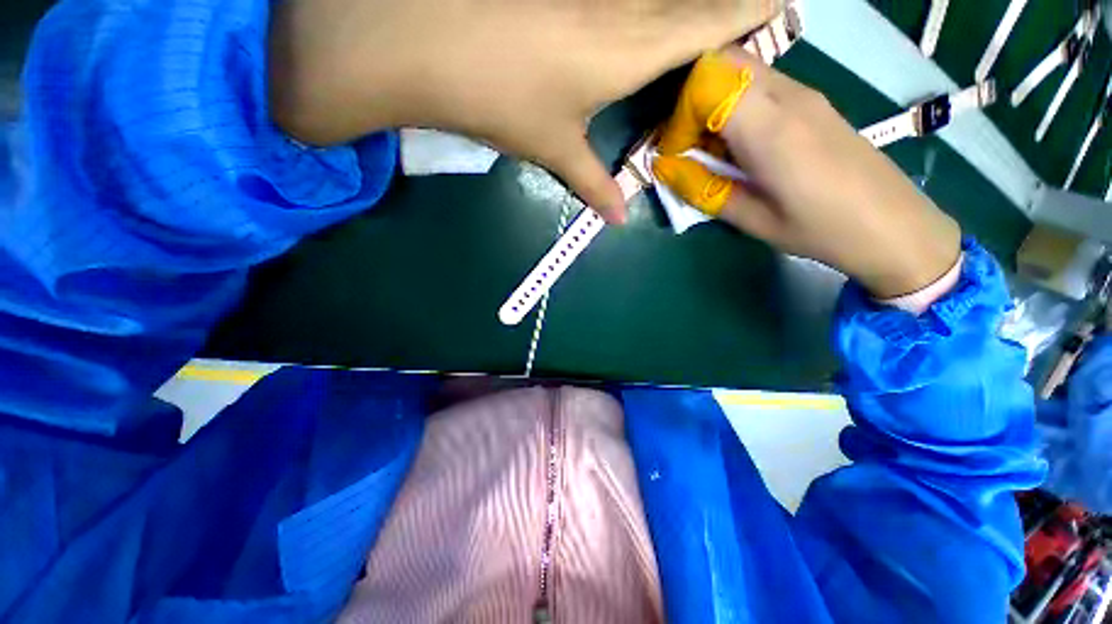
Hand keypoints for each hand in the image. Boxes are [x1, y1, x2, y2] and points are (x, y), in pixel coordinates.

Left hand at [268, 0, 781, 222]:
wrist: (424, 46)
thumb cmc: (499, 101)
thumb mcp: (552, 149)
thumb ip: (593, 184)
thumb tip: (618, 218)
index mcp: (627, 51)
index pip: (708, 23)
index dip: (749, 12)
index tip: (782, 7)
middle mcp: (619, 8)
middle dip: (728, 1)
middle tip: (757, 8)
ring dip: (683, 2)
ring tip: (705, 16)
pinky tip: (640, 10)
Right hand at [653, 49, 961, 297]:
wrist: (893, 224)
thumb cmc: (819, 230)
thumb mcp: (752, 220)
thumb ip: (704, 189)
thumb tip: (664, 168)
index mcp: (771, 129)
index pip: (708, 82)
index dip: (680, 115)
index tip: (676, 152)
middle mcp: (789, 96)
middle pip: (724, 62)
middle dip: (692, 99)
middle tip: (688, 145)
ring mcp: (805, 93)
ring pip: (742, 69)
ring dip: (713, 101)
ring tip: (713, 149)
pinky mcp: (813, 101)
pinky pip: (762, 83)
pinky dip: (736, 103)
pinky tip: (741, 144)